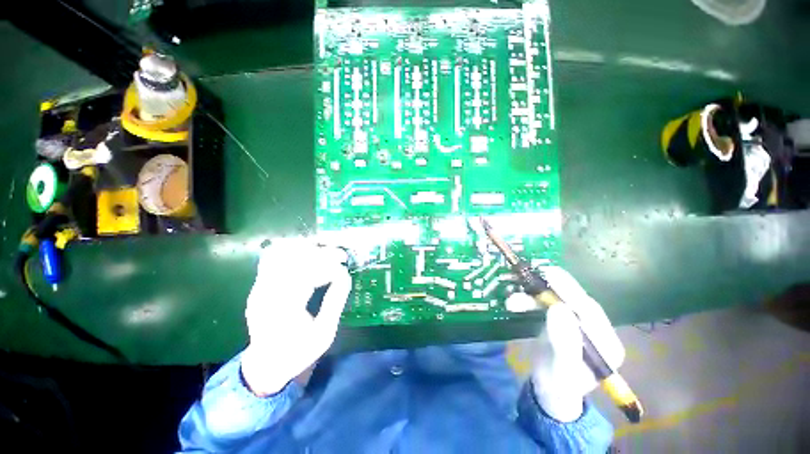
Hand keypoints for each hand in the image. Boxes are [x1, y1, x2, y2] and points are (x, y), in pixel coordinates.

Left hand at [240, 238, 351, 395]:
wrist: (266, 365)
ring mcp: (260, 287)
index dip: (329, 268)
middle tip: (341, 255)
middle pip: (294, 259)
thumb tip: (345, 275)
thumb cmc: (298, 353)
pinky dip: (292, 251)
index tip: (345, 268)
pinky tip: (308, 253)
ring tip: (326, 252)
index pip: (307, 275)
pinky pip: (273, 257)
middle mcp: (267, 294)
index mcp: (284, 310)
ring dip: (307, 249)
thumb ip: (335, 302)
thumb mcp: (324, 334)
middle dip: (321, 253)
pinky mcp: (259, 284)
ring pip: (281, 253)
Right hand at [506, 267, 624, 421]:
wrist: (548, 394)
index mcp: (605, 343)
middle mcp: (595, 330)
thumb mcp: (562, 370)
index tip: (550, 275)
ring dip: (532, 298)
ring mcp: (577, 325)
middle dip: (549, 289)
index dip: (569, 291)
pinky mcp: (561, 323)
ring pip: (556, 302)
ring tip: (512, 301)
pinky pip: (545, 306)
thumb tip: (559, 308)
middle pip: (573, 301)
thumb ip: (565, 342)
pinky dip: (529, 303)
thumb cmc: (558, 387)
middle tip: (531, 275)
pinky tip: (514, 304)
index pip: (590, 311)